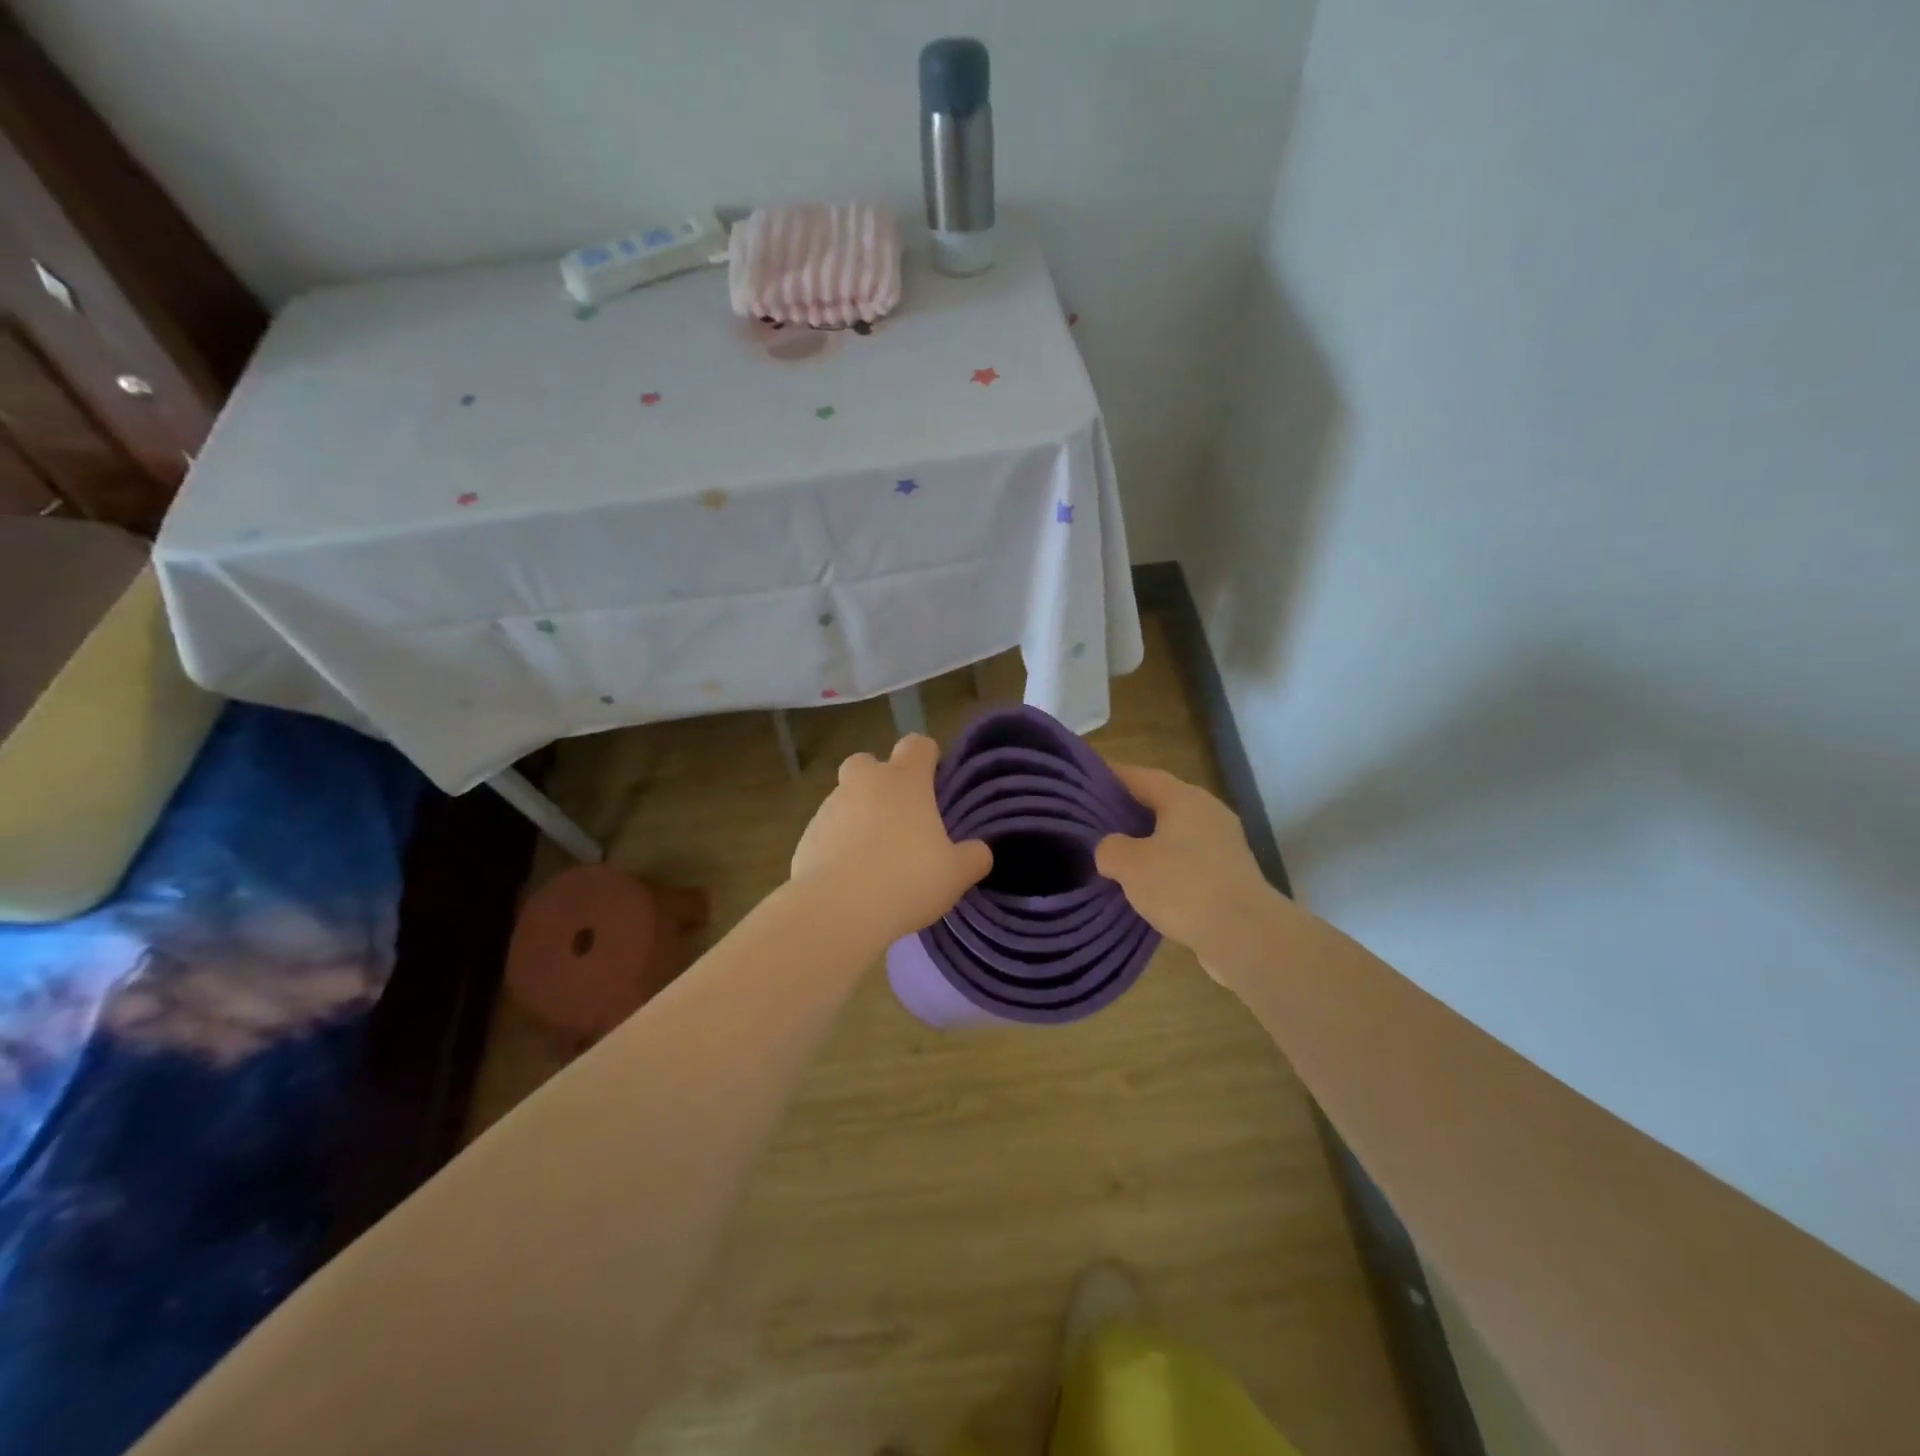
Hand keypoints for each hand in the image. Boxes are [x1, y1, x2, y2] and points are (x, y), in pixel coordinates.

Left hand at [789, 735, 992, 946]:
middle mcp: (864, 783)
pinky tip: (850, 877)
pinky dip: (837, 845)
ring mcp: (830, 808)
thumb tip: (979, 851)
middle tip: (898, 816)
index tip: (934, 782)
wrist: (837, 910)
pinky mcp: (806, 836)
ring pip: (845, 798)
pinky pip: (827, 831)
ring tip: (874, 857)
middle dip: (880, 780)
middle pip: (868, 762)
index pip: (917, 745)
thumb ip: (973, 857)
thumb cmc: (906, 880)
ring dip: (858, 816)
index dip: (927, 758)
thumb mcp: (955, 874)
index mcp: (904, 781)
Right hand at [1094, 764, 1278, 975]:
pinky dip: (1167, 866)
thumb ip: (1109, 848)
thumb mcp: (1129, 865)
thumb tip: (1110, 850)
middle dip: (1129, 811)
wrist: (1245, 935)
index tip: (1086, 783)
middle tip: (1096, 822)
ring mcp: (1224, 843)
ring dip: (1148, 842)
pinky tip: (1147, 885)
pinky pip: (1189, 860)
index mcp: (1184, 798)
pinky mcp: (1231, 873)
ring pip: (1175, 833)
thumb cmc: (1183, 886)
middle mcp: (1208, 811)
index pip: (1140, 776)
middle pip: (1161, 802)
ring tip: (1117, 856)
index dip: (1111, 777)